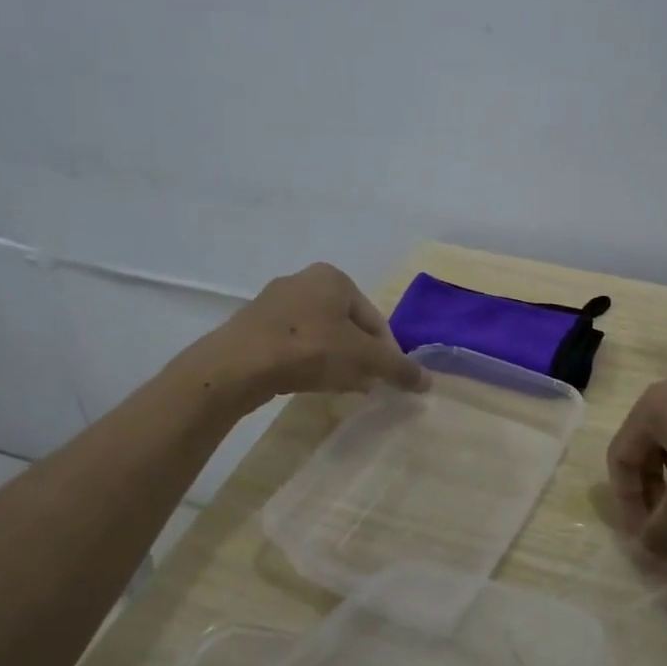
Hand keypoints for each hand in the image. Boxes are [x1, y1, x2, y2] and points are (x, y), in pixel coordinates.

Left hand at [220, 263, 428, 399]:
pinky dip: (307, 361)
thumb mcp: (363, 359)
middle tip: (364, 384)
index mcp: (334, 277)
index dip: (387, 351)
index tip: (386, 378)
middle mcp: (304, 280)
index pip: (375, 318)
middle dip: (360, 355)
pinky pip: (293, 343)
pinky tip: (308, 383)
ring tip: (339, 387)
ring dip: (336, 360)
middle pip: (348, 325)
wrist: (238, 364)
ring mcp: (274, 302)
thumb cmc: (309, 348)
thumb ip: (397, 368)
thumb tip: (428, 382)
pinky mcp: (253, 325)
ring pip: (321, 334)